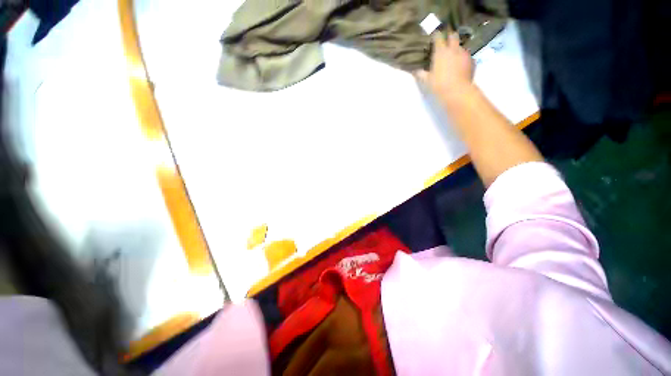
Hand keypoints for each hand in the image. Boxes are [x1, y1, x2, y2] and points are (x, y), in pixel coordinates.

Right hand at [415, 33, 474, 102]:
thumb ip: (420, 73)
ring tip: (453, 55)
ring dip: (456, 48)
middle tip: (446, 41)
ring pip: (460, 46)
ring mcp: (464, 53)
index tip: (434, 36)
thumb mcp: (426, 80)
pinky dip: (463, 57)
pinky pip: (466, 55)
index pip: (438, 37)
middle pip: (452, 36)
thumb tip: (414, 70)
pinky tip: (460, 64)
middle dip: (449, 36)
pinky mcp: (472, 60)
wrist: (457, 91)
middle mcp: (453, 49)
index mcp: (441, 52)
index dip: (436, 35)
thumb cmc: (439, 85)